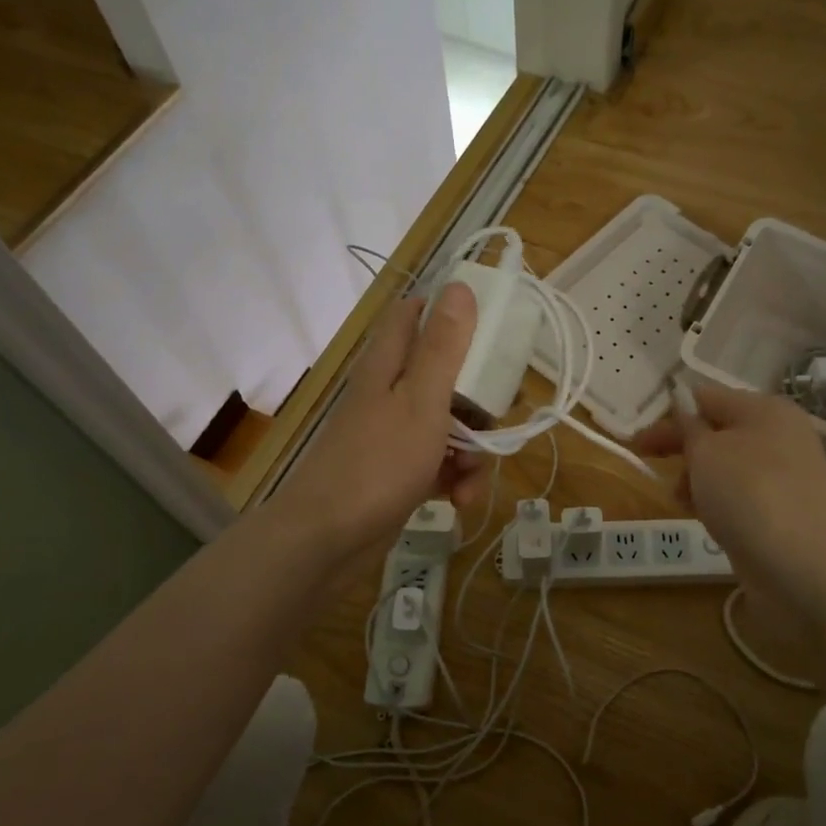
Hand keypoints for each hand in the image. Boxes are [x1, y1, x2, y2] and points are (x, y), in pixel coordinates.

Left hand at [273, 283, 485, 562]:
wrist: (327, 540)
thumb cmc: (378, 463)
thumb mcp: (422, 400)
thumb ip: (443, 347)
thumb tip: (460, 286)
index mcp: (389, 365)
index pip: (416, 315)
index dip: (452, 313)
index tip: (492, 329)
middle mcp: (389, 392)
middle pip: (444, 375)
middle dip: (478, 399)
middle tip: (498, 416)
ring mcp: (392, 434)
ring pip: (447, 424)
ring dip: (471, 449)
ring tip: (473, 477)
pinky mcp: (398, 472)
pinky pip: (437, 462)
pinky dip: (453, 477)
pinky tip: (460, 500)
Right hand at [633, 382, 825, 605]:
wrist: (813, 573)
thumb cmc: (753, 496)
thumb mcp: (707, 452)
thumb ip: (688, 427)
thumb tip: (682, 404)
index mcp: (764, 410)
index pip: (706, 397)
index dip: (668, 413)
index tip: (636, 438)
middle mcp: (778, 438)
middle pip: (716, 432)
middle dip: (680, 446)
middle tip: (645, 462)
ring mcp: (783, 480)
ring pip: (725, 468)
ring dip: (695, 479)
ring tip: (679, 500)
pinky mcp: (781, 517)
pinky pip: (738, 499)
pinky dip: (715, 505)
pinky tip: (704, 520)